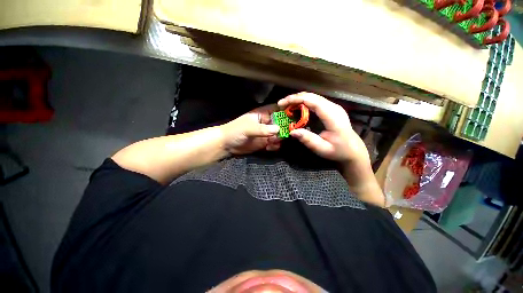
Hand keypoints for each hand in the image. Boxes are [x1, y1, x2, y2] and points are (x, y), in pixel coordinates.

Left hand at [220, 104, 281, 154]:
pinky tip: (269, 148)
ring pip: (279, 134)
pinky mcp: (265, 143)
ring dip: (280, 139)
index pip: (277, 109)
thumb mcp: (248, 128)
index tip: (295, 115)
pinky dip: (275, 146)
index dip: (286, 110)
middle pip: (281, 123)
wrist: (226, 145)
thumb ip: (263, 129)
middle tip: (286, 134)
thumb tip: (278, 129)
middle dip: (285, 128)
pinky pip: (274, 144)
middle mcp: (267, 123)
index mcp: (263, 114)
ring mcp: (266, 133)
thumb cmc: (235, 131)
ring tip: (273, 142)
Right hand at [277, 92, 369, 166]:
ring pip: (313, 97)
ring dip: (298, 100)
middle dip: (294, 98)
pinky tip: (296, 109)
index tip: (282, 104)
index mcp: (332, 116)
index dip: (296, 99)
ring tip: (286, 107)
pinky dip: (303, 103)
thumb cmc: (339, 151)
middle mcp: (333, 107)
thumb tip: (292, 132)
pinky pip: (315, 102)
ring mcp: (333, 107)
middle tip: (281, 105)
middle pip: (312, 96)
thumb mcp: (322, 149)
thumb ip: (308, 140)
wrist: (353, 150)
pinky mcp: (331, 109)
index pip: (312, 101)